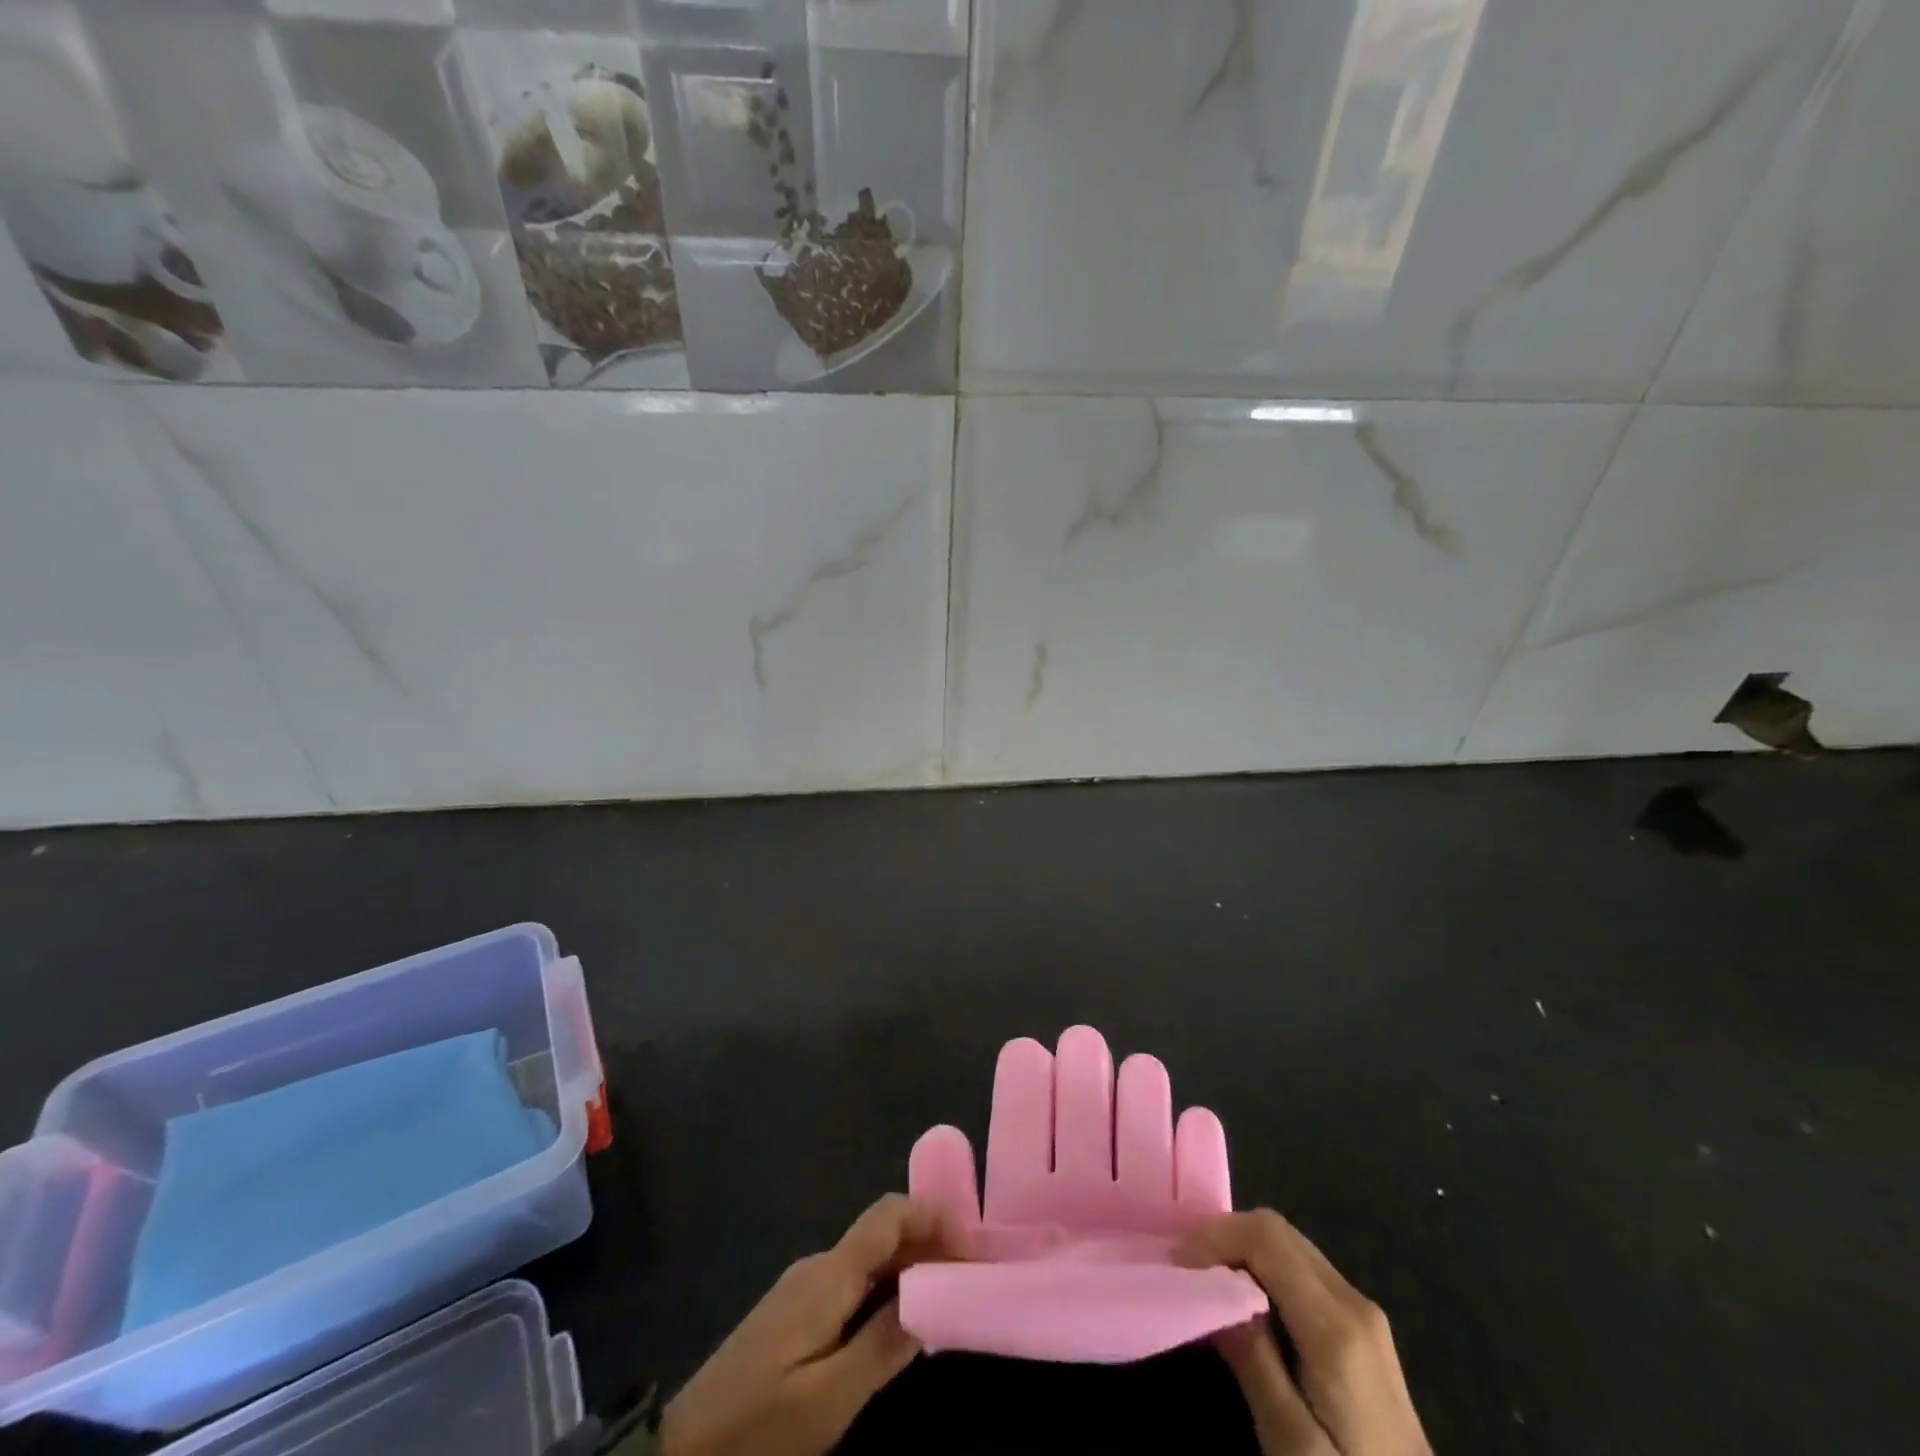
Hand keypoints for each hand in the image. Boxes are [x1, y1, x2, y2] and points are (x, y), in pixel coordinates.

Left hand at [661, 1195, 957, 1455]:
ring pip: (869, 1259)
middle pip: (883, 1234)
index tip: (971, 1248)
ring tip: (946, 1300)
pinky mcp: (794, 1312)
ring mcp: (803, 1287)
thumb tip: (933, 1298)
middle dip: (929, 1245)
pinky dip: (886, 1289)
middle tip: (969, 1280)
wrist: (679, 1448)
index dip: (933, 1217)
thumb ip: (883, 1345)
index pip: (888, 1215)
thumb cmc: (759, 1424)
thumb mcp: (829, 1399)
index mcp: (829, 1274)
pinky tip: (900, 1322)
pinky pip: (852, 1283)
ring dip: (910, 1268)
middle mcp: (818, 1266)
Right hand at [1175, 1211, 1430, 1455]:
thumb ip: (1253, 1361)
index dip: (1215, 1236)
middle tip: (1186, 1273)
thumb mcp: (1292, 1446)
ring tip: (1207, 1285)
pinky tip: (1245, 1303)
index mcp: (1336, 1325)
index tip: (1178, 1267)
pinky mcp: (1363, 1330)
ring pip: (1289, 1245)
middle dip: (1225, 1237)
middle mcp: (1354, 1301)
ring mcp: (1363, 1314)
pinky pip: (1302, 1270)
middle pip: (1278, 1230)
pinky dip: (1263, 1268)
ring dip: (1242, 1250)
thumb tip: (1212, 1292)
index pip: (1266, 1236)